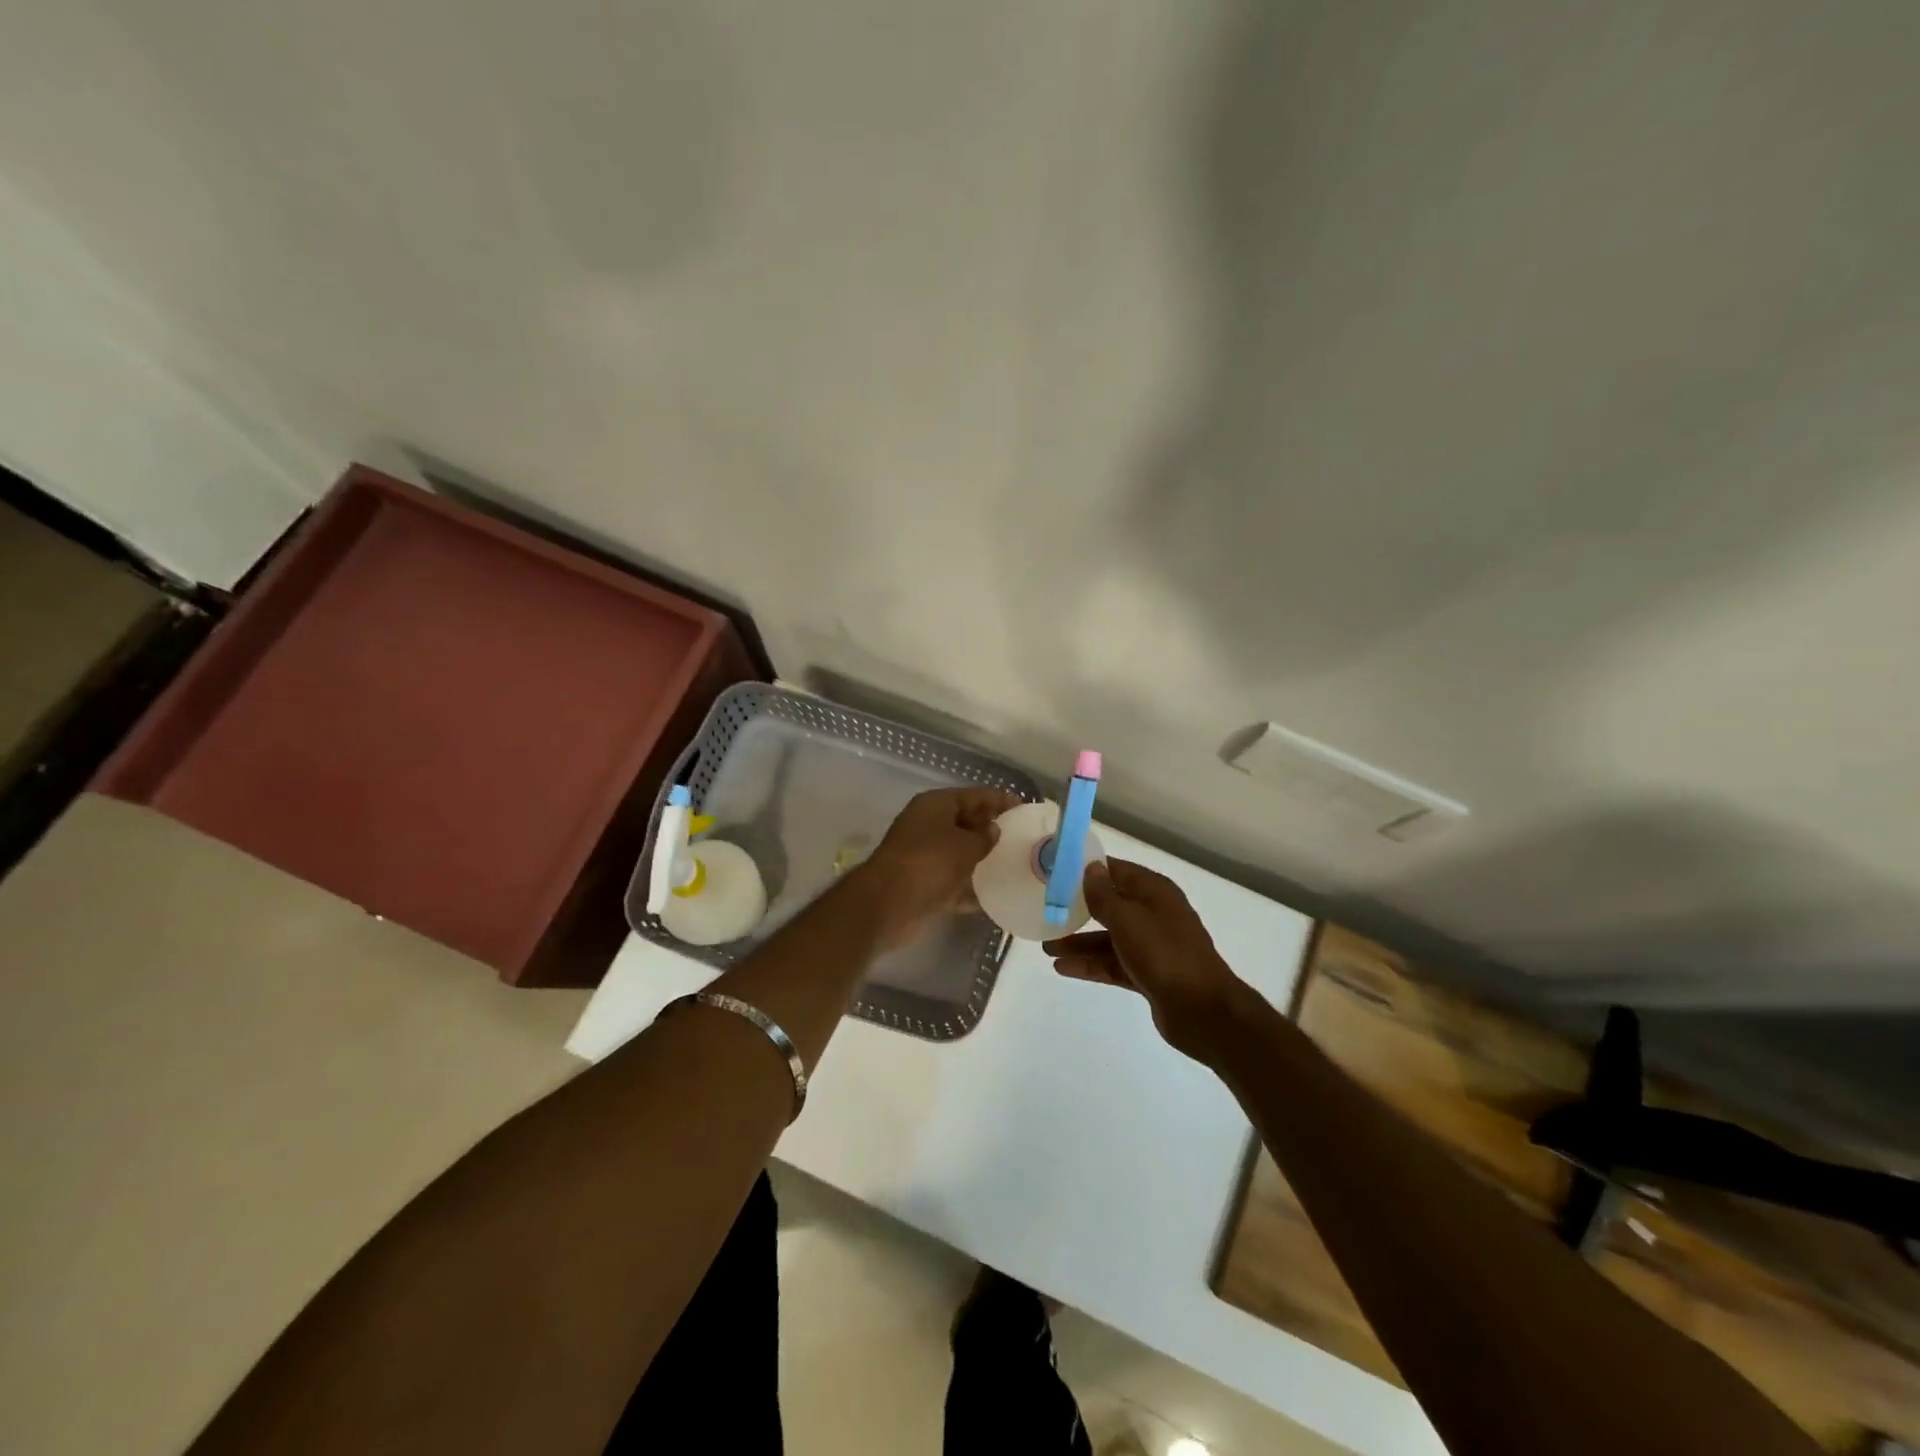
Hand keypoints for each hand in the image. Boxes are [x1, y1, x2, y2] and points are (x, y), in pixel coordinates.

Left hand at [863, 787, 1022, 945]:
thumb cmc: (930, 862)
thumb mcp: (966, 845)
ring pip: (959, 853)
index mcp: (935, 805)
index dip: (999, 800)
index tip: (1023, 808)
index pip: (973, 795)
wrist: (888, 904)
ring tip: (1012, 866)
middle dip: (990, 830)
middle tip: (1020, 839)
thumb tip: (992, 830)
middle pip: (965, 822)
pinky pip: (953, 882)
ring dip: (981, 860)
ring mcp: (923, 856)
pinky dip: (969, 888)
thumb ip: (984, 837)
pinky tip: (993, 897)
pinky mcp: (922, 884)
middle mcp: (927, 825)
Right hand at [1044, 858, 1249, 1059]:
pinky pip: (1114, 963)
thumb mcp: (1127, 918)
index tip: (1057, 871)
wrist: (1202, 1010)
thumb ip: (1103, 895)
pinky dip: (1091, 965)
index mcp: (1154, 892)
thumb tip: (1090, 868)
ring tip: (1046, 947)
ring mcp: (1153, 946)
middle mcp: (1154, 914)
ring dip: (1080, 941)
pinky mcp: (1149, 974)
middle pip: (1111, 905)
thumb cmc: (1164, 953)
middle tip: (1047, 911)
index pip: (1117, 870)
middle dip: (1079, 909)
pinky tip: (1063, 968)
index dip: (1089, 870)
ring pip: (1109, 938)